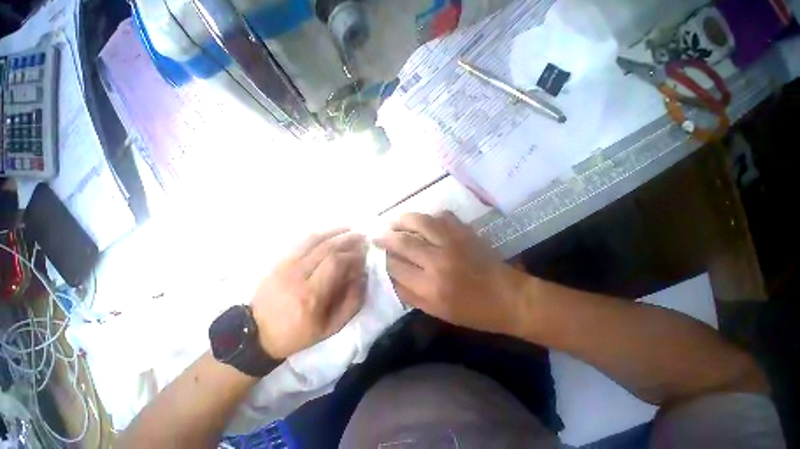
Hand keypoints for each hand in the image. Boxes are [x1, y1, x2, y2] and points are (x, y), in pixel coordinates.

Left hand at [251, 229, 366, 358]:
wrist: (257, 334)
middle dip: (348, 239)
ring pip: (314, 240)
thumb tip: (362, 276)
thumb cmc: (298, 333)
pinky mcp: (279, 262)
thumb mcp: (331, 327)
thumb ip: (352, 302)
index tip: (364, 255)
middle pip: (326, 248)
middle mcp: (297, 275)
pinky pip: (302, 242)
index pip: (335, 263)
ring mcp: (286, 266)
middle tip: (362, 237)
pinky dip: (320, 234)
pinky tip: (331, 233)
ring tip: (350, 229)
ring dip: (335, 232)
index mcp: (311, 295)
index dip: (353, 255)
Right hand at [375, 212, 527, 335]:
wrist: (508, 297)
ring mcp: (453, 242)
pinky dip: (430, 216)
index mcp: (430, 287)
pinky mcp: (465, 232)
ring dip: (402, 220)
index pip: (395, 267)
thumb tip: (390, 275)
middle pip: (403, 242)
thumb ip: (410, 294)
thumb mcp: (436, 312)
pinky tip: (424, 221)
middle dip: (385, 237)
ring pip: (420, 222)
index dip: (383, 259)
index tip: (377, 254)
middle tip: (376, 235)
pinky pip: (442, 216)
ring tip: (394, 222)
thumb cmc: (472, 311)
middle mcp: (438, 261)